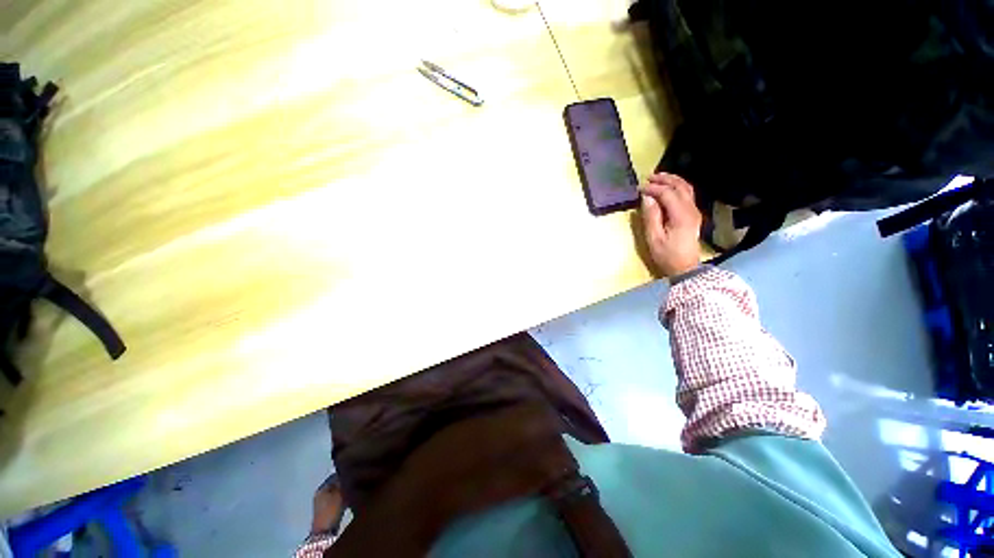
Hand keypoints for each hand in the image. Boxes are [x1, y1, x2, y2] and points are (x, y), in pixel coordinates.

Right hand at [639, 173, 702, 276]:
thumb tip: (647, 198)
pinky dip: (677, 187)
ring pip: (686, 188)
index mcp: (681, 215)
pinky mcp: (694, 215)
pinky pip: (687, 195)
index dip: (653, 188)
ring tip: (658, 179)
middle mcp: (691, 209)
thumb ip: (650, 216)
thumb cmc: (667, 255)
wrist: (685, 268)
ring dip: (673, 181)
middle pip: (680, 186)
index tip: (640, 189)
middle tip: (649, 177)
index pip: (667, 193)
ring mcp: (694, 211)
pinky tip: (668, 189)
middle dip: (664, 179)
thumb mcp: (654, 238)